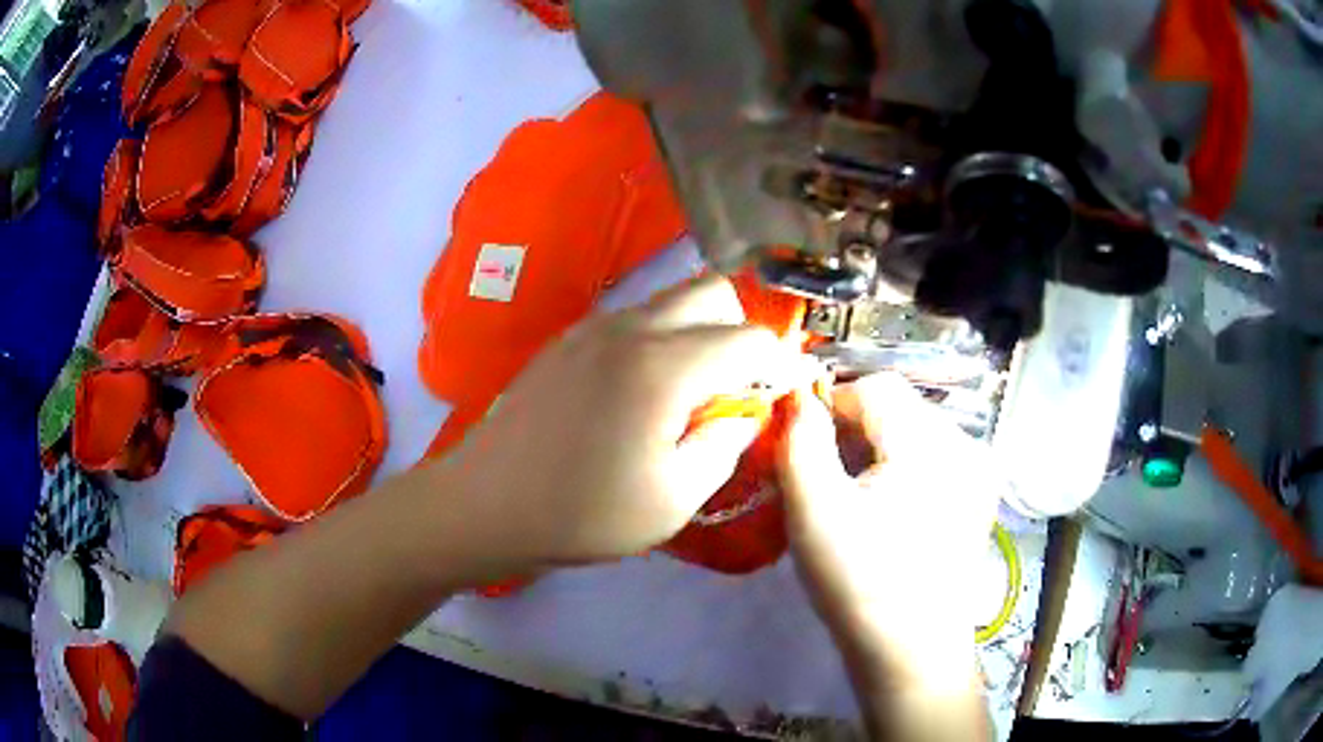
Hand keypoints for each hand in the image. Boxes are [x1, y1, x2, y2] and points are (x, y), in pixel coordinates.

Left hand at [438, 276, 817, 565]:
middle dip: (742, 330)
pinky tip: (643, 393)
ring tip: (692, 393)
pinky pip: (634, 319)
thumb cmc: (582, 514)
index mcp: (663, 366)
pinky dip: (661, 340)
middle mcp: (630, 327)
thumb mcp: (674, 498)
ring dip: (700, 333)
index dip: (779, 362)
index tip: (781, 395)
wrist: (485, 505)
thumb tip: (748, 407)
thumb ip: (727, 443)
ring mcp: (592, 326)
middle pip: (713, 291)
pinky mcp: (568, 340)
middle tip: (739, 387)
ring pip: (672, 301)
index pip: (750, 336)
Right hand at [778, 373, 1005, 688]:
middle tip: (824, 475)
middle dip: (856, 428)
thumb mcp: (814, 511)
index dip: (832, 403)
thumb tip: (797, 394)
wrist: (911, 652)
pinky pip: (936, 458)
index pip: (876, 386)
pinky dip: (905, 467)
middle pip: (901, 407)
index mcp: (932, 443)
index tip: (803, 443)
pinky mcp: (980, 497)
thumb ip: (800, 441)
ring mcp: (980, 472)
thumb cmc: (859, 583)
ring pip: (918, 431)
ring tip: (855, 495)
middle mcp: (967, 444)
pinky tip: (888, 509)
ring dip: (880, 448)